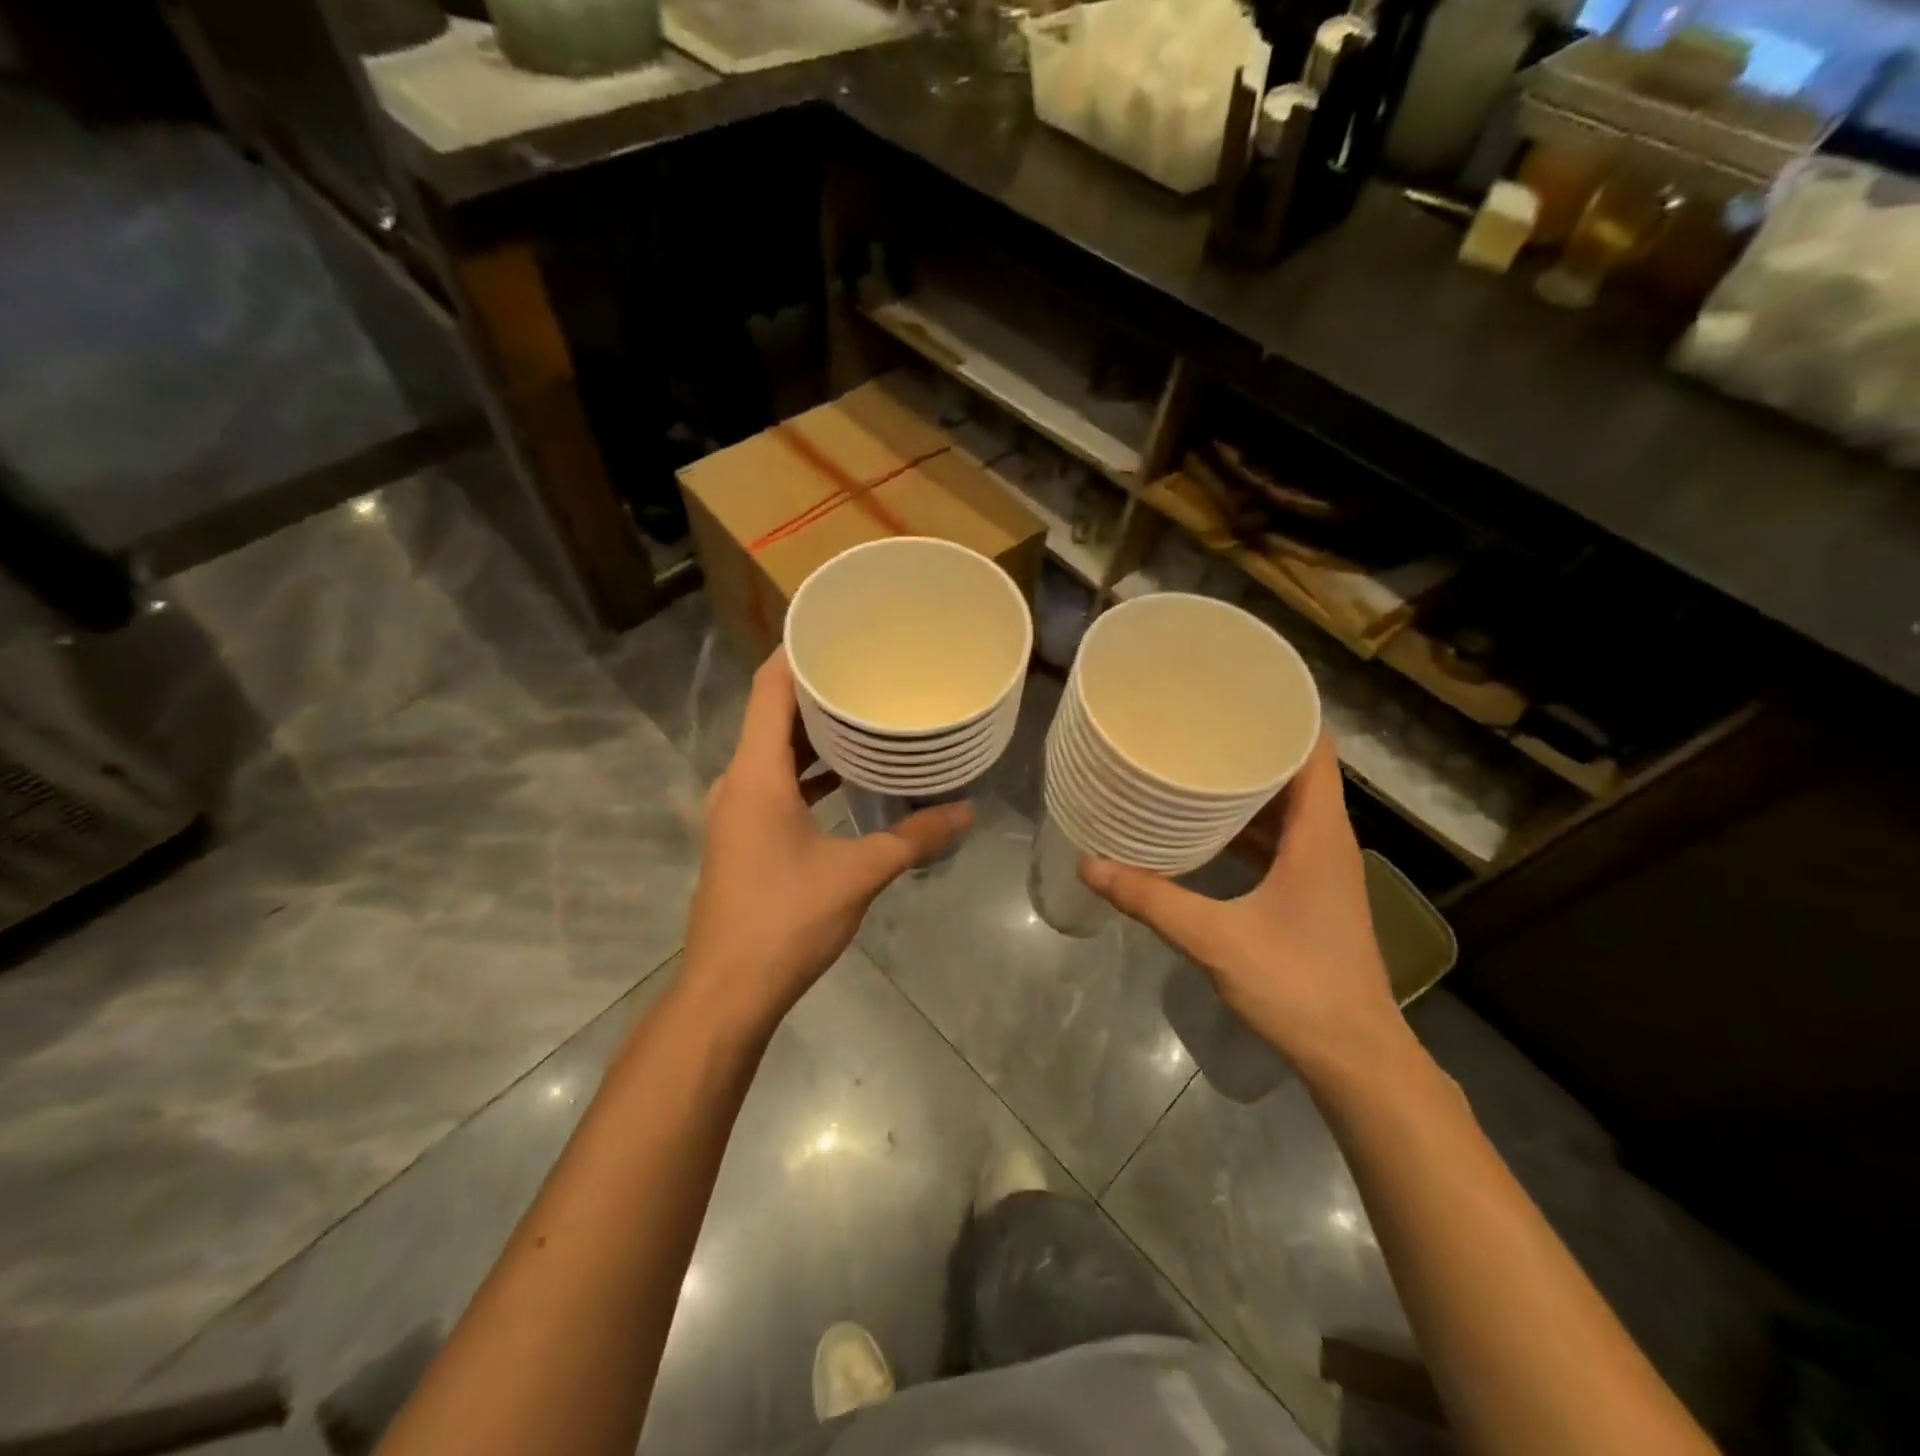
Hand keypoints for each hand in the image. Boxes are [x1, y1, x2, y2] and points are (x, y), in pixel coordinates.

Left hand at [681, 652, 971, 1029]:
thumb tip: (966, 811)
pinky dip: (804, 771)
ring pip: (771, 752)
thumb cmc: (787, 920)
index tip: (833, 628)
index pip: (768, 689)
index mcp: (757, 775)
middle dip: (814, 690)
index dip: (794, 652)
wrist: (729, 990)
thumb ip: (913, 837)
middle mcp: (738, 782)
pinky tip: (844, 777)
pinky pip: (772, 783)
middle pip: (770, 715)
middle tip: (865, 668)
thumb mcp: (858, 874)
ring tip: (862, 714)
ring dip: (811, 734)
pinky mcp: (740, 836)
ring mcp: (735, 811)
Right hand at [1080, 735, 1404, 1082]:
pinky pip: (1282, 838)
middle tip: (1201, 720)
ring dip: (1251, 784)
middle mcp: (1328, 841)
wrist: (1355, 1056)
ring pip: (1290, 806)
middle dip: (1254, 742)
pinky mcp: (1312, 892)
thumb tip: (1092, 864)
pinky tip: (1208, 825)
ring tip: (1199, 760)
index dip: (1286, 713)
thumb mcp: (1216, 939)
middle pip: (1299, 771)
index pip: (1315, 750)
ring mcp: (1323, 869)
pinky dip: (1250, 823)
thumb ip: (1153, 900)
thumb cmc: (1298, 986)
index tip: (1239, 690)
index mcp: (1320, 836)